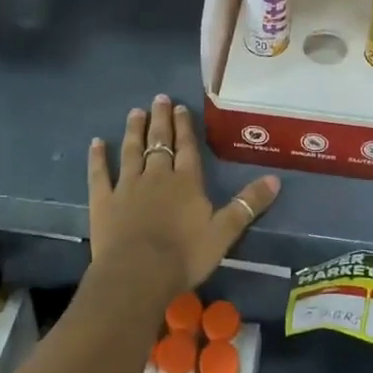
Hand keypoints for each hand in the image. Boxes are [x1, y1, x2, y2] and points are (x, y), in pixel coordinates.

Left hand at [87, 94, 280, 296]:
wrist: (137, 274)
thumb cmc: (184, 255)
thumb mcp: (224, 232)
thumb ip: (247, 205)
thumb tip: (276, 179)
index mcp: (186, 182)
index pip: (187, 147)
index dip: (185, 126)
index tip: (180, 107)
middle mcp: (157, 176)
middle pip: (159, 142)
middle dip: (160, 120)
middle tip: (159, 98)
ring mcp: (127, 186)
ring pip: (131, 151)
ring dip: (134, 131)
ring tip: (135, 112)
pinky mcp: (103, 201)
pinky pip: (99, 174)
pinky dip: (97, 158)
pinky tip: (96, 143)